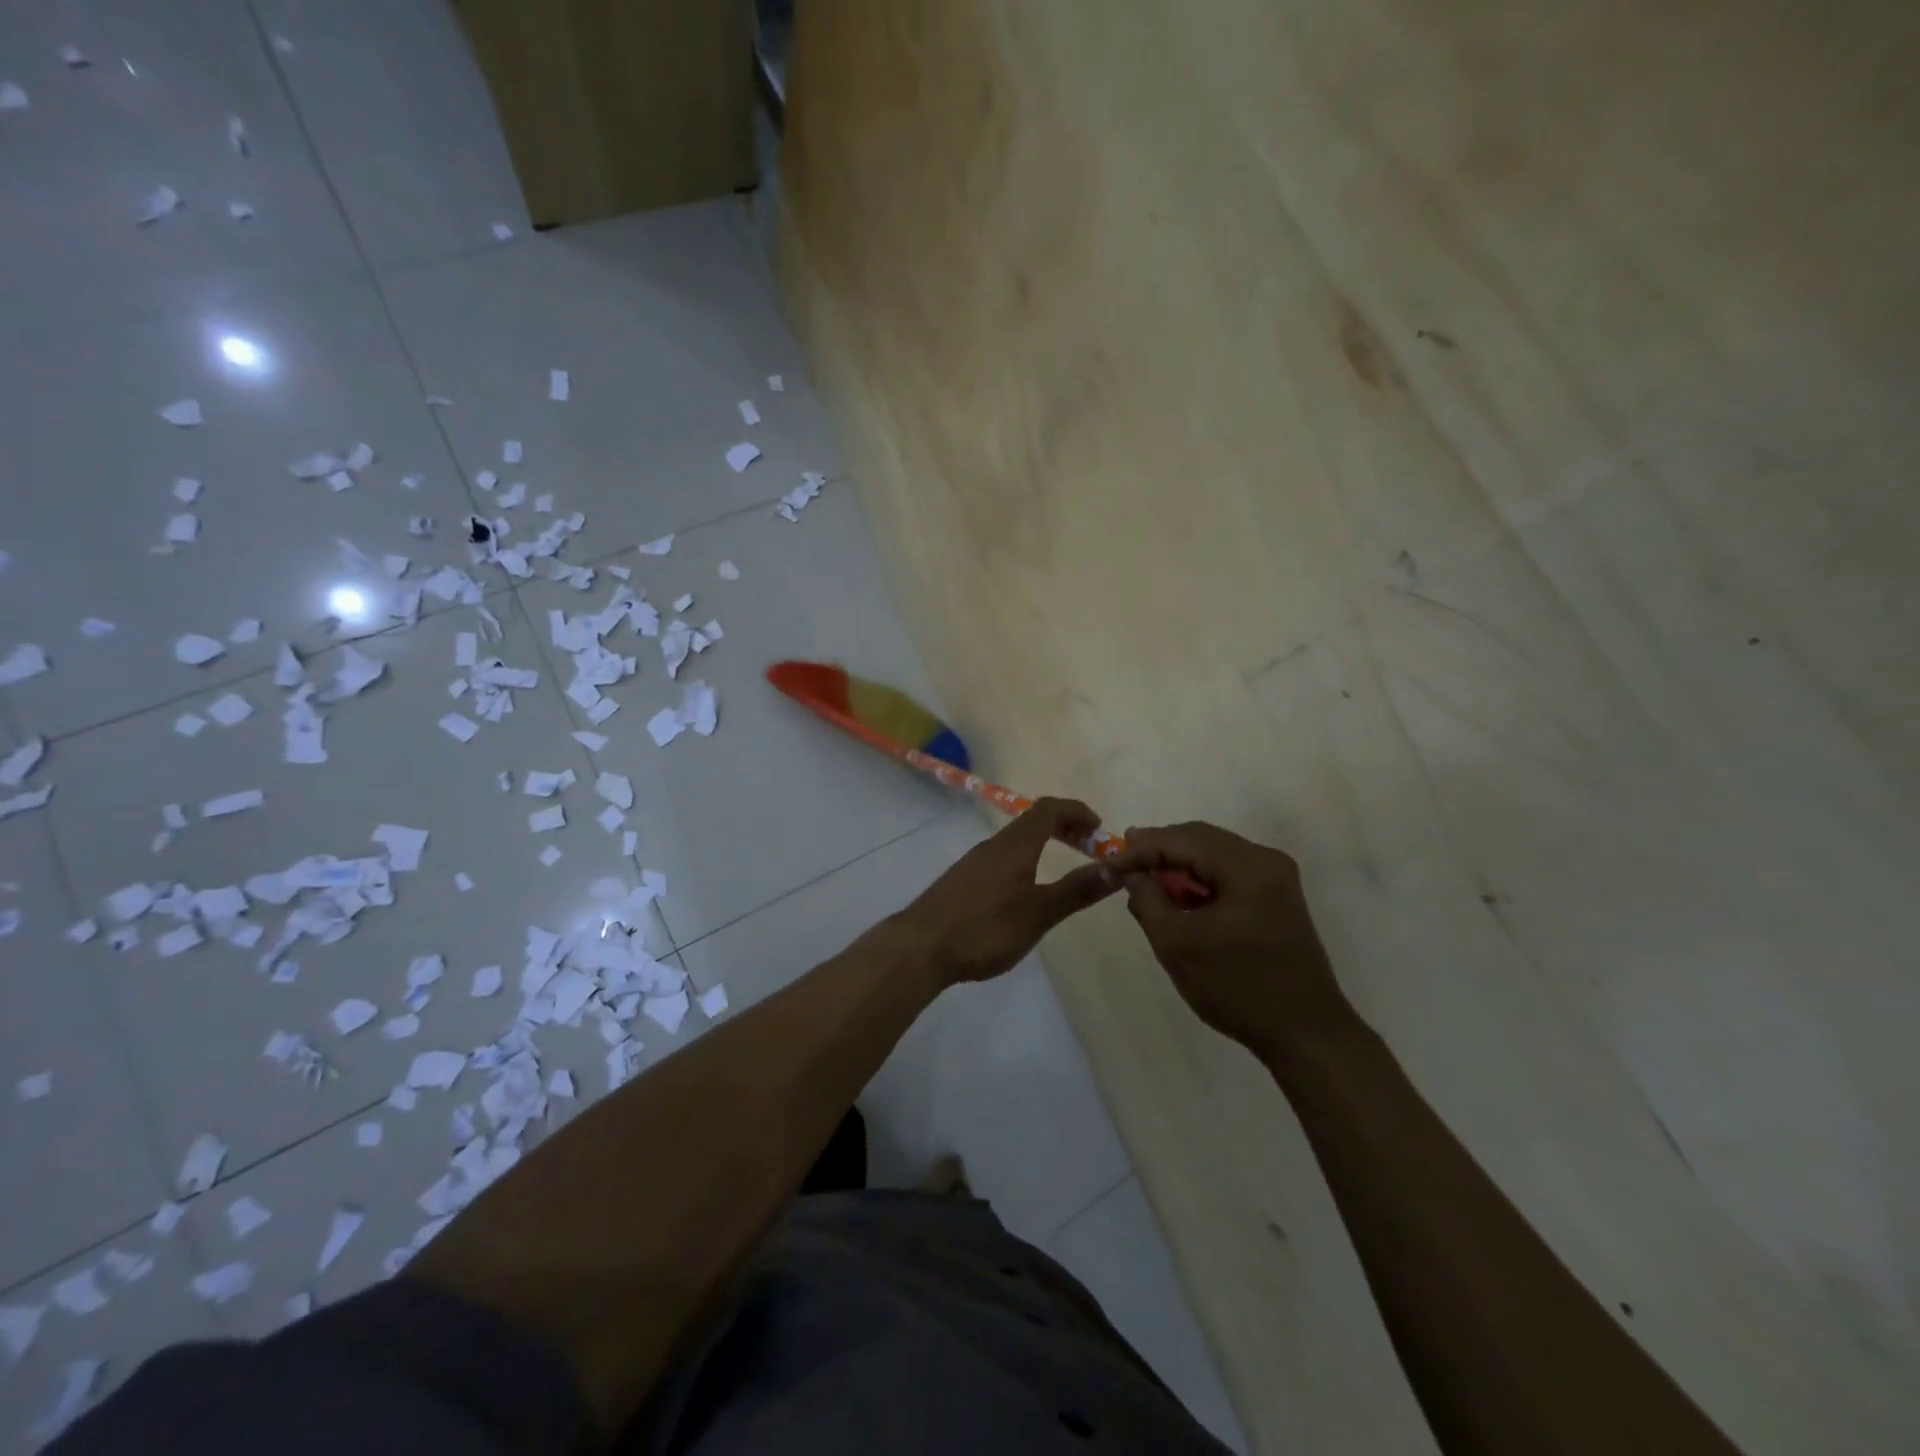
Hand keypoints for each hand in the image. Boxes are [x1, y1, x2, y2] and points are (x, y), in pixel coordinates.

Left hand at [893, 799, 1118, 985]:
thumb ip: (1076, 890)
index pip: (1049, 809)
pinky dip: (1026, 860)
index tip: (1100, 830)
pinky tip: (1027, 891)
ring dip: (1044, 844)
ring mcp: (974, 863)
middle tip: (1088, 848)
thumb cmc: (984, 928)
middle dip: (1064, 827)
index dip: (1077, 811)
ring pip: (1016, 841)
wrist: (920, 947)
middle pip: (1032, 821)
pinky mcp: (963, 881)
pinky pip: (1003, 858)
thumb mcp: (1038, 913)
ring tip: (1064, 869)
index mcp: (1015, 845)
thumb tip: (1116, 867)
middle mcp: (993, 845)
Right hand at [1109, 822, 1353, 1054]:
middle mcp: (1266, 860)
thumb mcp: (1177, 944)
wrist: (1306, 1034)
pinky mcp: (1277, 899)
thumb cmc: (1237, 986)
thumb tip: (1131, 874)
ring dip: (1178, 864)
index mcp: (1246, 865)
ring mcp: (1276, 879)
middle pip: (1200, 839)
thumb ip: (1148, 899)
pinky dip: (1199, 880)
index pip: (1181, 839)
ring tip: (1143, 878)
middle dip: (1158, 849)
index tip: (1107, 864)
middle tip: (1121, 861)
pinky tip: (1178, 896)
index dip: (1140, 849)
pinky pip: (1229, 874)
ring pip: (1214, 855)